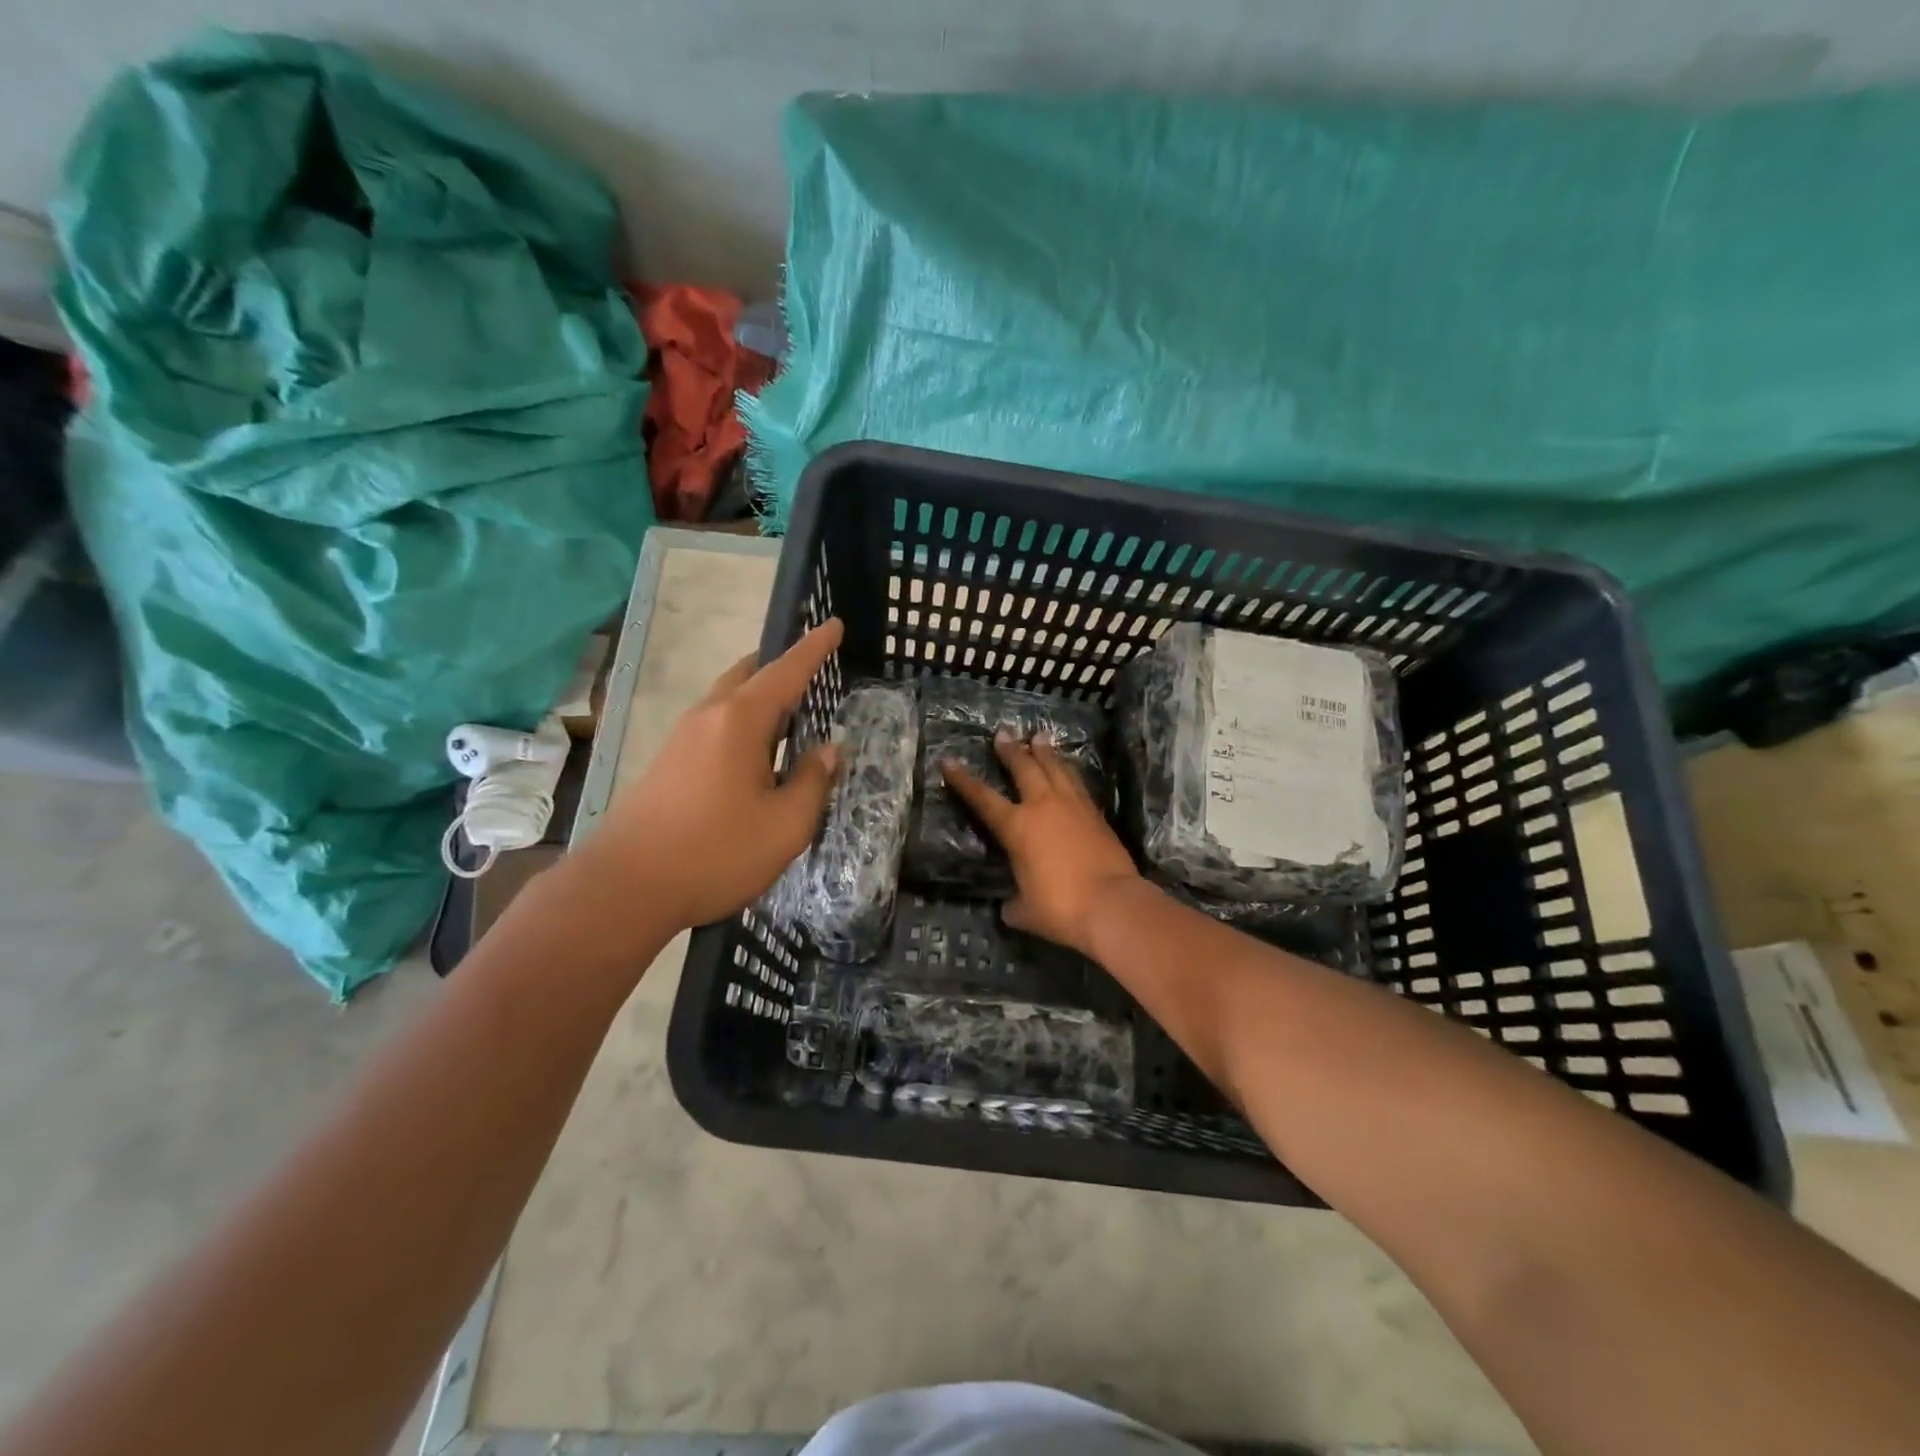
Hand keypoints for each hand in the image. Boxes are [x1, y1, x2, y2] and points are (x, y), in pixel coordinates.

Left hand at [583, 619, 843, 929]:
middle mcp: (708, 717)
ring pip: (728, 700)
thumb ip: (813, 782)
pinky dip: (743, 722)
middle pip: (748, 675)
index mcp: (739, 721)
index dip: (814, 648)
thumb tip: (828, 751)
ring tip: (791, 717)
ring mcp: (681, 738)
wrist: (624, 888)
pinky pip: (714, 725)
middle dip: (782, 668)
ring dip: (760, 698)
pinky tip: (756, 755)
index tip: (834, 624)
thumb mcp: (785, 825)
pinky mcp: (667, 762)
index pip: (786, 671)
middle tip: (814, 675)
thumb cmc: (715, 853)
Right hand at [941, 732, 1142, 956]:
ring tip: (1040, 735)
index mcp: (1017, 827)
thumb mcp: (1026, 911)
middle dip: (1011, 750)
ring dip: (1045, 751)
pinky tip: (1068, 768)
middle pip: (1024, 768)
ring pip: (1056, 768)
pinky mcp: (1096, 814)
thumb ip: (1014, 904)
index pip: (982, 798)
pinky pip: (1077, 783)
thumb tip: (1010, 907)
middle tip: (1004, 732)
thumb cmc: (1060, 908)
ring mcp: (1073, 806)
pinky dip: (1068, 771)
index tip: (948, 760)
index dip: (963, 780)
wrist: (1112, 904)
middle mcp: (1043, 806)